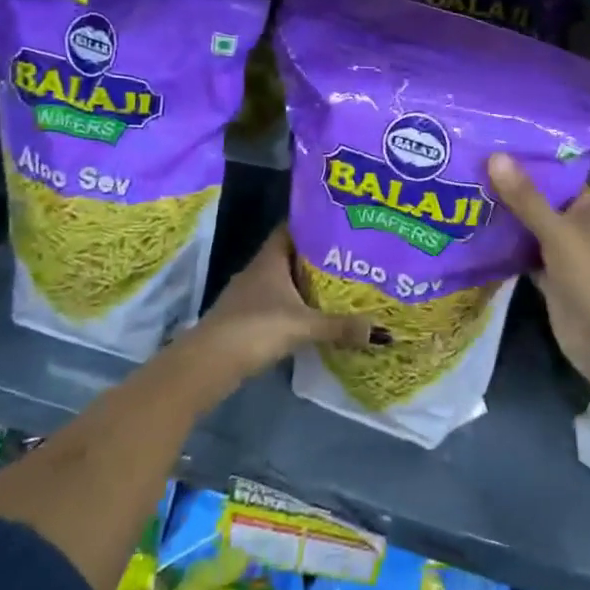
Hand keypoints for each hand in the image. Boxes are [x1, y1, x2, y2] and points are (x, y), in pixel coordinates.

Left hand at [193, 226, 376, 380]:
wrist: (208, 364)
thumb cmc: (255, 329)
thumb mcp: (303, 327)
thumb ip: (340, 326)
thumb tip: (381, 330)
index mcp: (270, 260)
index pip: (290, 229)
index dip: (312, 225)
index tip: (339, 225)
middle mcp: (258, 271)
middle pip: (290, 255)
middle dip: (316, 256)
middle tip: (348, 257)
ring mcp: (248, 295)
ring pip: (282, 280)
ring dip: (304, 283)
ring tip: (337, 285)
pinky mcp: (245, 318)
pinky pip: (276, 303)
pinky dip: (293, 306)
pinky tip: (311, 315)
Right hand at [487, 154, 589, 390]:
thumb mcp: (557, 232)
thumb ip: (526, 198)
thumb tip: (495, 156)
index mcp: (588, 206)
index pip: (554, 174)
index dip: (525, 161)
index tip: (489, 145)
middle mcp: (576, 224)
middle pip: (537, 200)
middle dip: (507, 188)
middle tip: (465, 168)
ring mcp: (562, 252)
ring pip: (528, 228)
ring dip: (503, 217)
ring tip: (462, 193)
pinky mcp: (549, 277)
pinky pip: (522, 254)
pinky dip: (504, 247)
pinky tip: (473, 233)